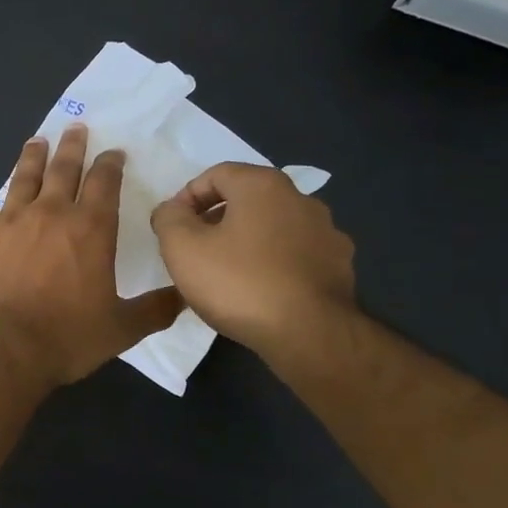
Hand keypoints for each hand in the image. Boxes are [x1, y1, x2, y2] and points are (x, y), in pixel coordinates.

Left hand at [0, 126, 181, 385]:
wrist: (2, 347)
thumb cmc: (67, 336)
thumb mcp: (121, 328)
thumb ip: (155, 309)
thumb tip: (186, 297)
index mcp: (90, 228)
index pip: (104, 182)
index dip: (110, 164)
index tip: (113, 152)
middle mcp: (49, 213)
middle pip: (63, 169)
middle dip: (72, 146)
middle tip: (74, 128)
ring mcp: (8, 222)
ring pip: (22, 179)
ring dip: (31, 159)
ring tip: (36, 142)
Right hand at [150, 162, 357, 355]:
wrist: (309, 333)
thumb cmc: (238, 283)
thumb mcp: (182, 248)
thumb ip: (168, 219)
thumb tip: (172, 210)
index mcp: (263, 186)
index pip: (216, 174)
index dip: (187, 196)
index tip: (173, 227)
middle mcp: (301, 199)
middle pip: (247, 199)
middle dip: (216, 219)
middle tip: (194, 250)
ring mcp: (326, 232)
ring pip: (273, 227)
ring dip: (246, 241)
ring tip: (226, 274)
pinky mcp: (339, 265)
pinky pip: (295, 254)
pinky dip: (273, 263)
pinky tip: (260, 290)